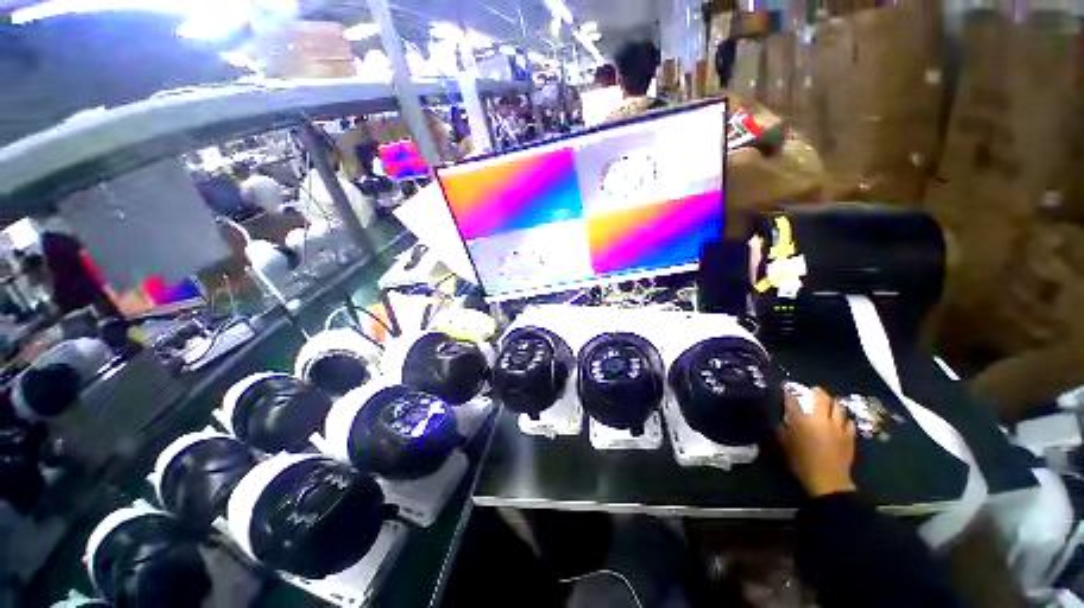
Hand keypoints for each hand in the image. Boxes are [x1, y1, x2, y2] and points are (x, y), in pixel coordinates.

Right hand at [777, 386, 856, 497]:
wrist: (827, 479)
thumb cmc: (801, 462)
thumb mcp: (785, 444)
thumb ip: (783, 428)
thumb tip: (783, 419)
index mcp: (801, 420)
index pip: (792, 401)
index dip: (788, 392)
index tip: (786, 387)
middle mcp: (820, 419)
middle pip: (821, 398)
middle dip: (817, 392)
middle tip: (814, 390)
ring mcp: (837, 427)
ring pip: (838, 407)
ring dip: (833, 403)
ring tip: (830, 402)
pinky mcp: (849, 436)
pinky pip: (849, 422)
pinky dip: (844, 419)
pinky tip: (842, 421)